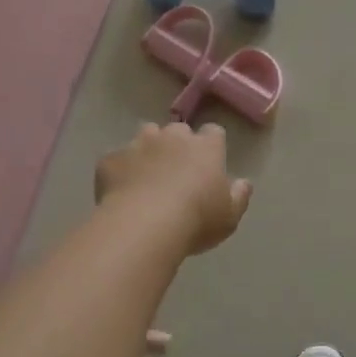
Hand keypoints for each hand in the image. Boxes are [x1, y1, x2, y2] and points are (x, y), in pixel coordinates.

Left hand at [95, 122, 251, 254]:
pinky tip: (120, 192)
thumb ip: (239, 196)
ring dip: (148, 150)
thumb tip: (243, 183)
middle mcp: (172, 137)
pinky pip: (116, 160)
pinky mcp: (111, 159)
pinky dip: (119, 171)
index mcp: (205, 147)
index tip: (208, 162)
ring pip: (145, 136)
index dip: (210, 145)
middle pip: (177, 131)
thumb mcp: (229, 216)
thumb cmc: (196, 219)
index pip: (213, 132)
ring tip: (146, 175)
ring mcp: (139, 144)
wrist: (144, 225)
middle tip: (175, 171)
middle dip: (177, 144)